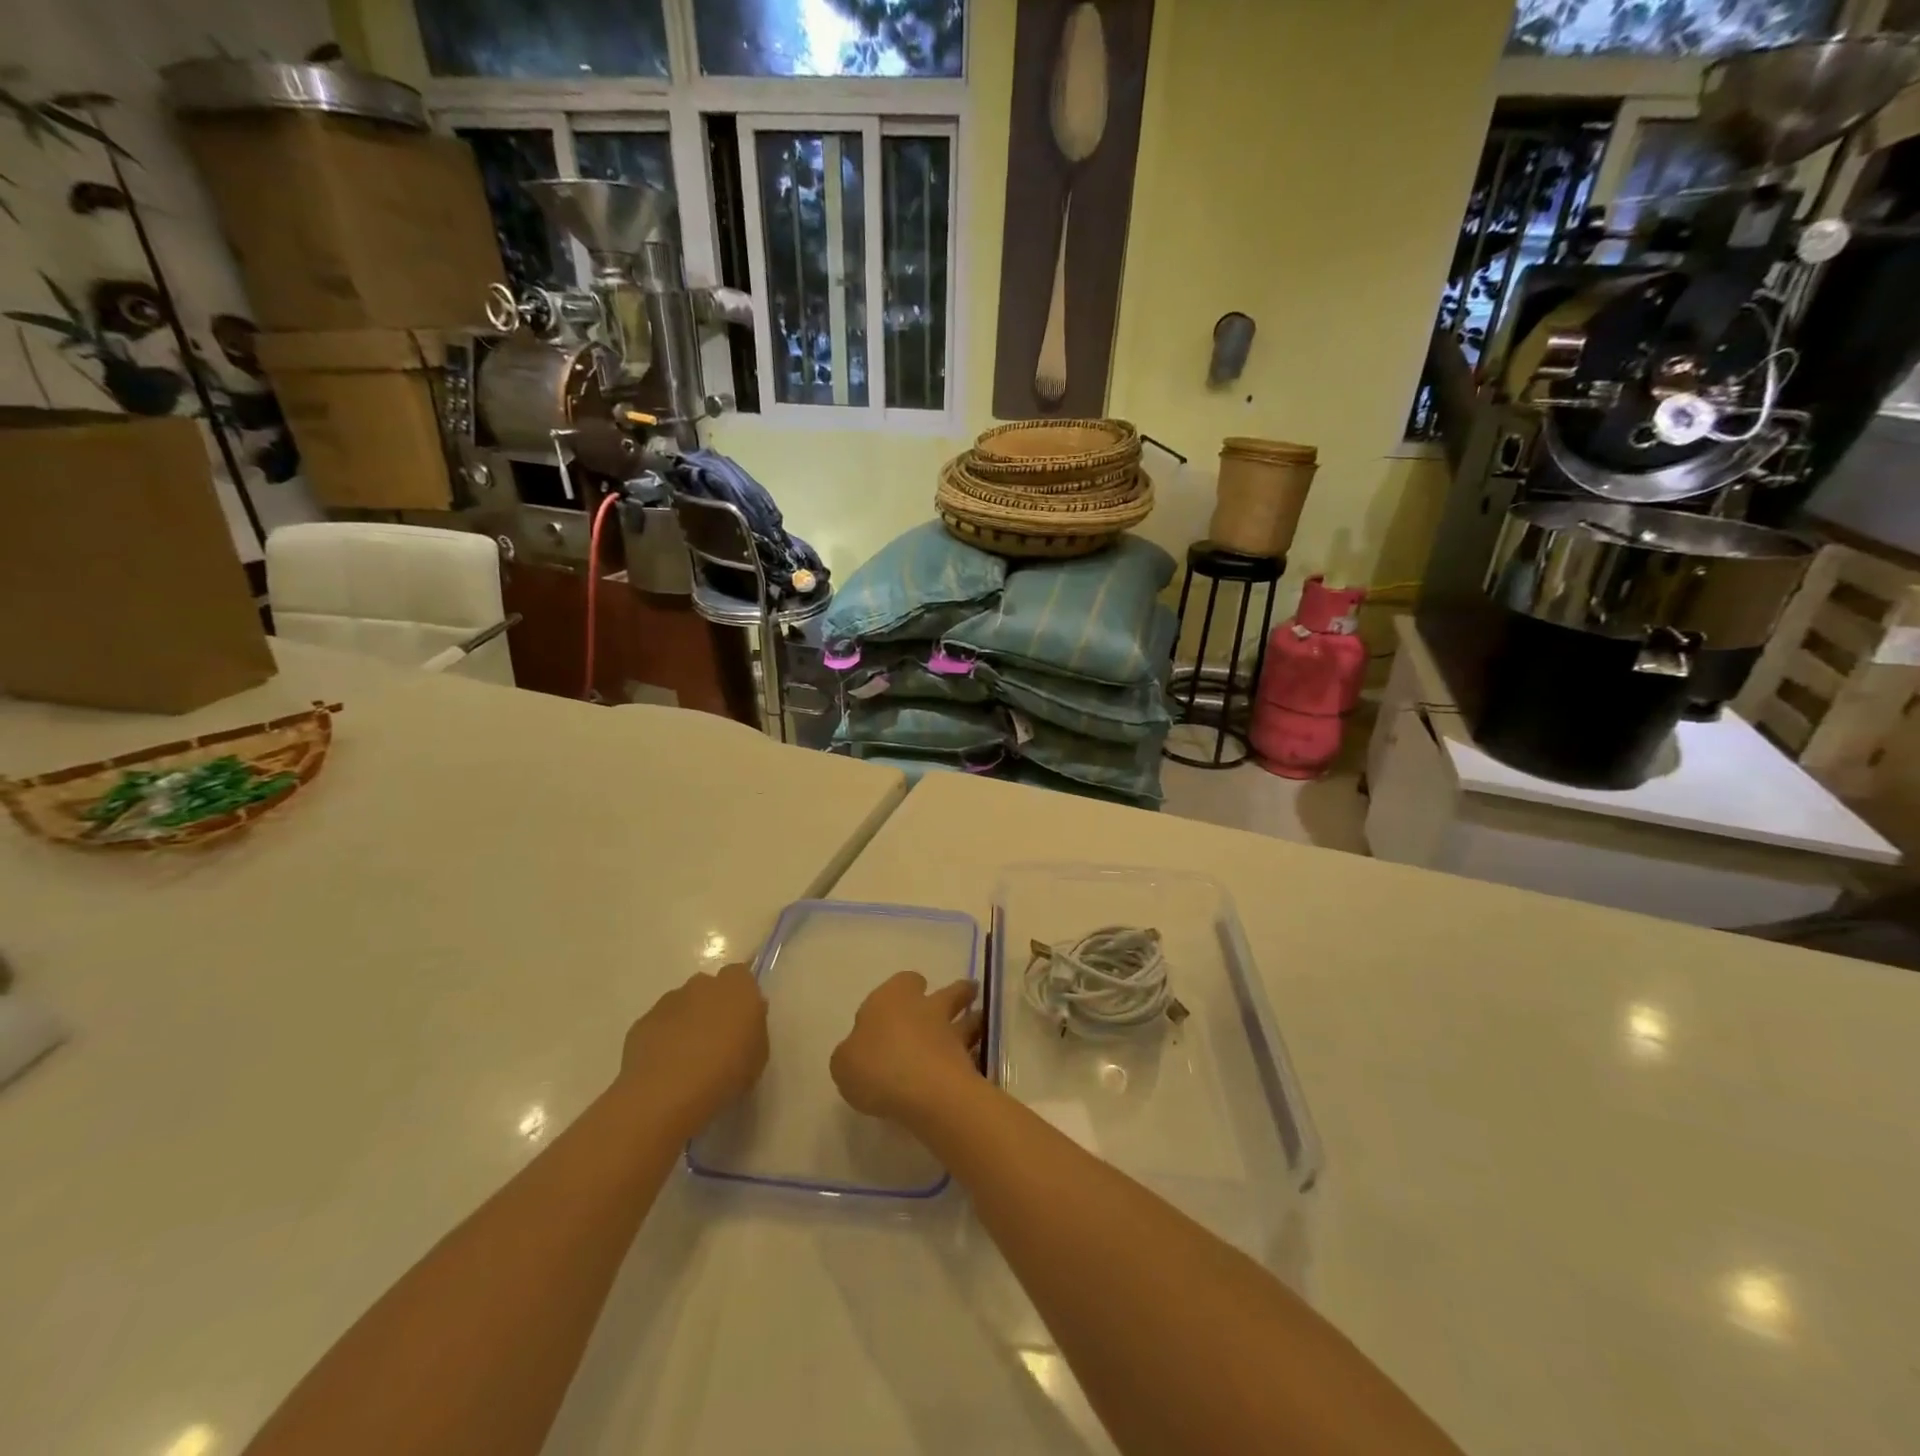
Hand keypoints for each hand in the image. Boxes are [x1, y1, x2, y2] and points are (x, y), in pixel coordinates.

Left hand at [619, 964, 767, 1133]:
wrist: (666, 1093)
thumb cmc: (725, 1072)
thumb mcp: (758, 1056)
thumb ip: (753, 1031)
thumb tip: (744, 1023)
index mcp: (737, 987)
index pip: (741, 975)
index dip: (741, 996)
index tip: (742, 1020)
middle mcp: (702, 985)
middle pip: (709, 988)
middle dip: (712, 1006)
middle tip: (716, 1040)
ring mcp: (668, 1001)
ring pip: (682, 1005)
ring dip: (686, 1023)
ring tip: (688, 1059)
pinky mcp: (642, 1022)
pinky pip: (659, 1026)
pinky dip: (663, 1039)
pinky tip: (665, 1068)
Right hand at [830, 972, 982, 1126]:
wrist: (924, 1091)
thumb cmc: (876, 1066)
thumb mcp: (843, 1063)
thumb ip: (852, 1053)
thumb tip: (860, 1052)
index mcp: (892, 998)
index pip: (905, 981)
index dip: (907, 988)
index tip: (909, 996)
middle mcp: (925, 1008)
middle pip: (948, 992)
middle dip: (957, 994)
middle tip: (962, 999)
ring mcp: (951, 1034)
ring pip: (968, 1019)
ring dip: (972, 1021)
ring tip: (975, 1028)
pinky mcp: (969, 1062)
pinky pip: (974, 1053)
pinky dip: (973, 1057)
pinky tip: (969, 1067)